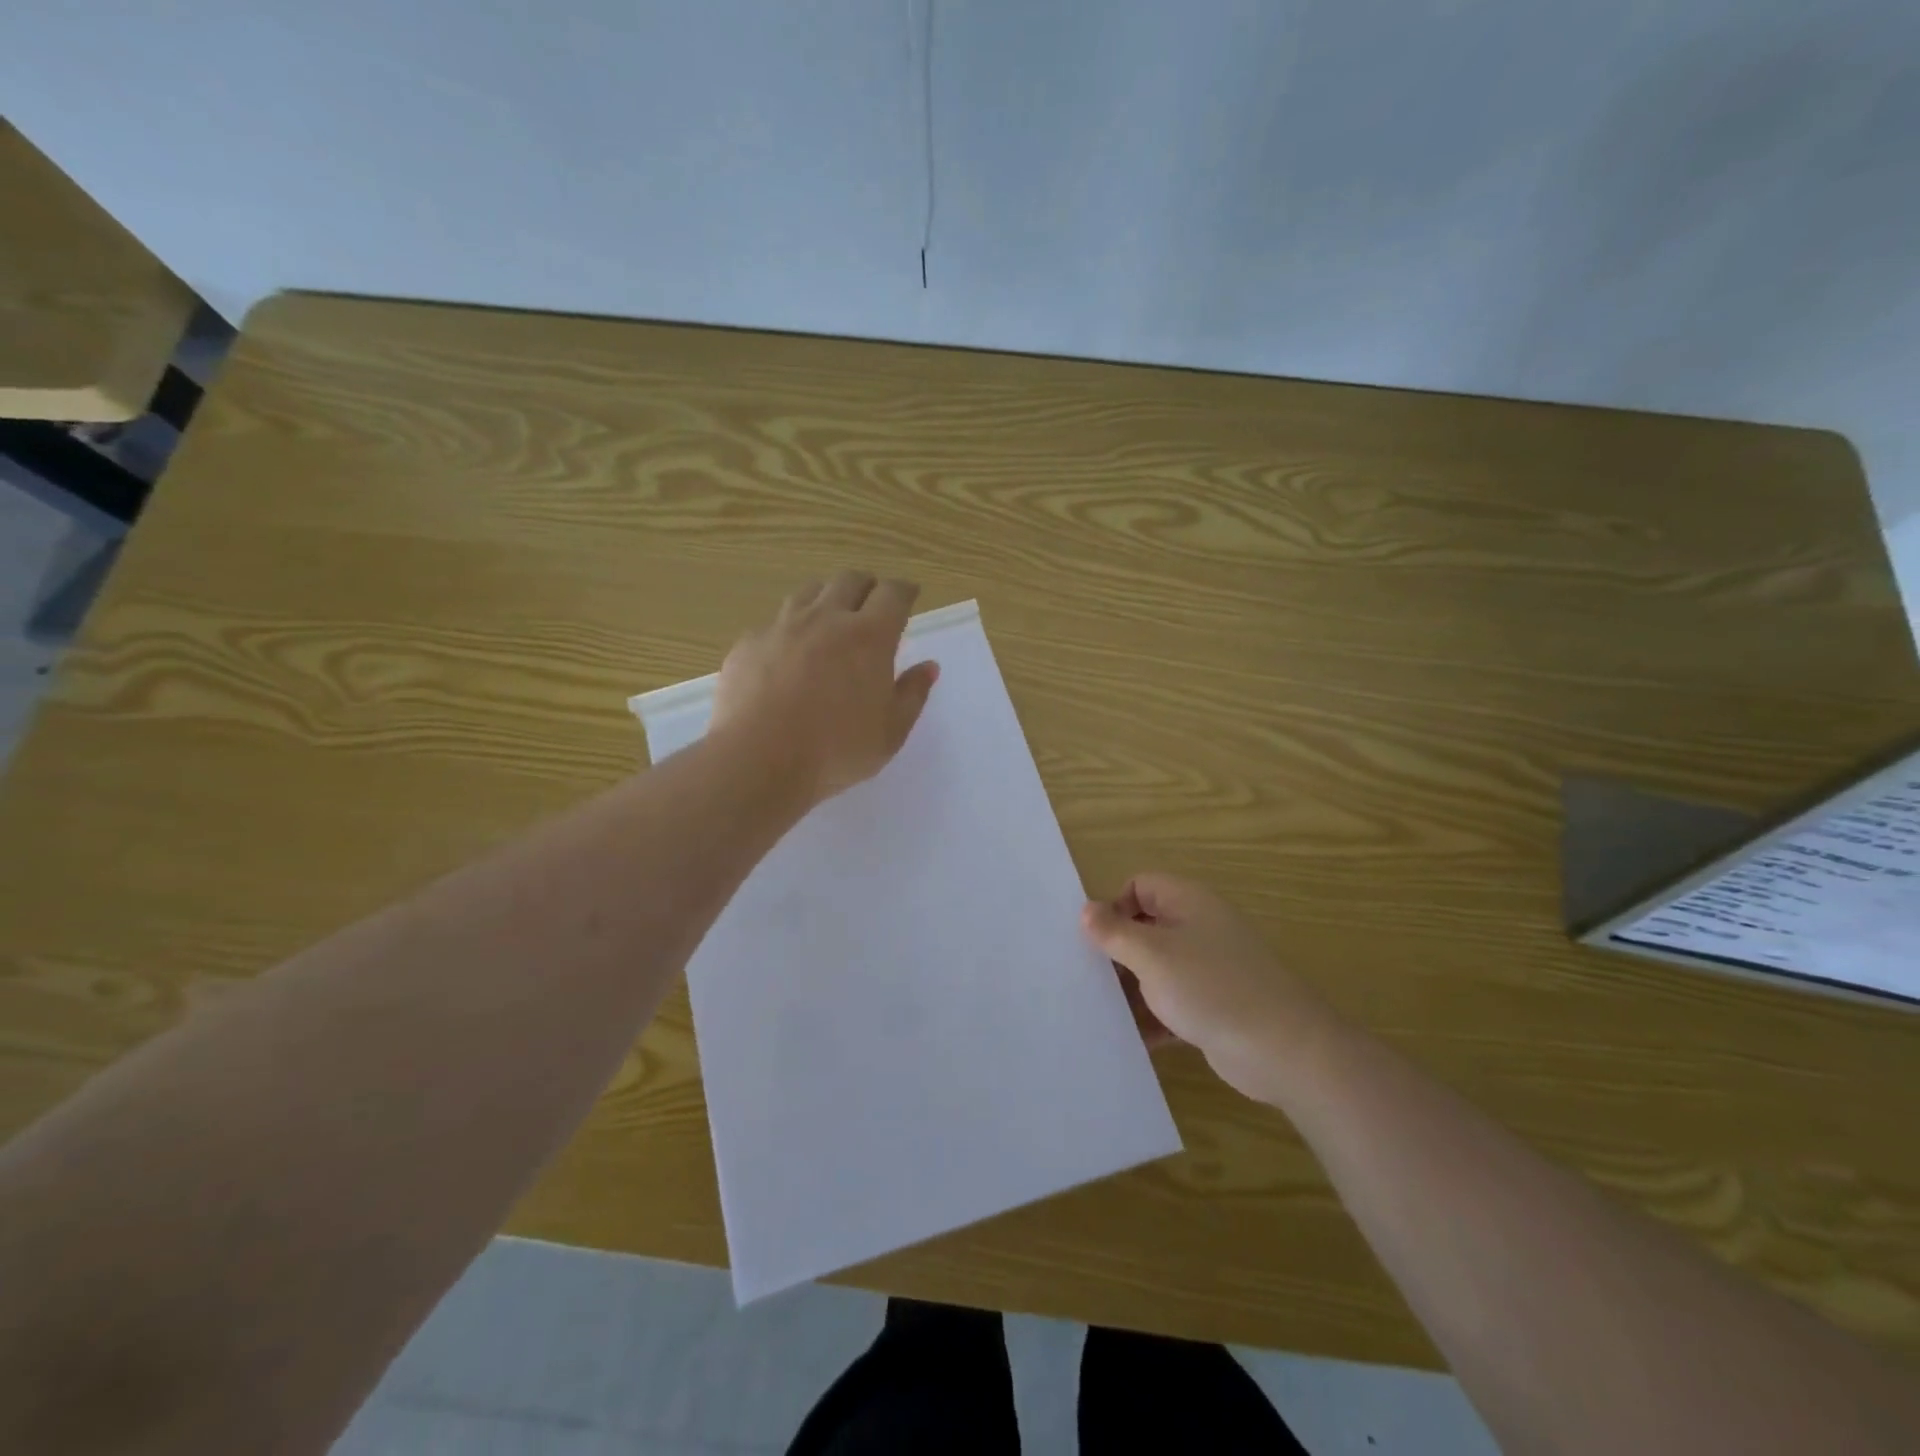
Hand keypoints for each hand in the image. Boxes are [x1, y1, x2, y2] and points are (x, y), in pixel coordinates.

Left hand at [710, 571, 939, 805]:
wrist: (758, 759)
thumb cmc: (836, 750)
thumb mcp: (890, 732)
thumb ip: (912, 695)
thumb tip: (928, 667)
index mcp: (869, 636)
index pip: (893, 594)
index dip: (904, 591)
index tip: (909, 596)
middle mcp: (826, 618)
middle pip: (849, 580)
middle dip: (866, 586)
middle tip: (871, 604)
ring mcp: (783, 627)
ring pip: (808, 592)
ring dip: (826, 597)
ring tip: (829, 618)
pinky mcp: (749, 643)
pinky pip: (774, 622)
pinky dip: (789, 628)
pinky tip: (787, 651)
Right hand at [1082, 874, 1329, 1105]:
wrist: (1283, 1051)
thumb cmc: (1211, 988)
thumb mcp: (1152, 955)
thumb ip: (1115, 932)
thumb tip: (1086, 909)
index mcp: (1188, 902)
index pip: (1140, 886)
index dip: (1114, 906)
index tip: (1094, 940)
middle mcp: (1199, 929)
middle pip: (1145, 928)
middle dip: (1116, 952)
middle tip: (1086, 977)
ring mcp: (1208, 970)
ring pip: (1156, 969)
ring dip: (1130, 989)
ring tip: (1098, 1012)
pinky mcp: (1213, 1007)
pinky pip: (1171, 1004)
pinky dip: (1152, 1018)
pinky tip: (1128, 1039)